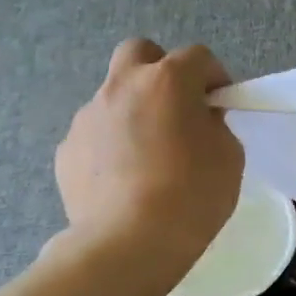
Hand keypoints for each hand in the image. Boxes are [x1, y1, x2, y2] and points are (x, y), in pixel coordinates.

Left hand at [53, 39, 243, 278]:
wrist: (128, 243)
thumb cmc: (192, 194)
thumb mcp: (229, 156)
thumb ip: (214, 126)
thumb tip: (197, 120)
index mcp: (168, 81)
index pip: (197, 56)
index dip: (214, 76)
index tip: (220, 103)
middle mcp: (122, 87)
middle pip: (139, 52)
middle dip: (160, 70)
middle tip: (176, 106)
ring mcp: (87, 117)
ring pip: (114, 96)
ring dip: (134, 111)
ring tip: (149, 156)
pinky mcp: (67, 150)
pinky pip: (96, 134)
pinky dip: (111, 145)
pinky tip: (124, 181)